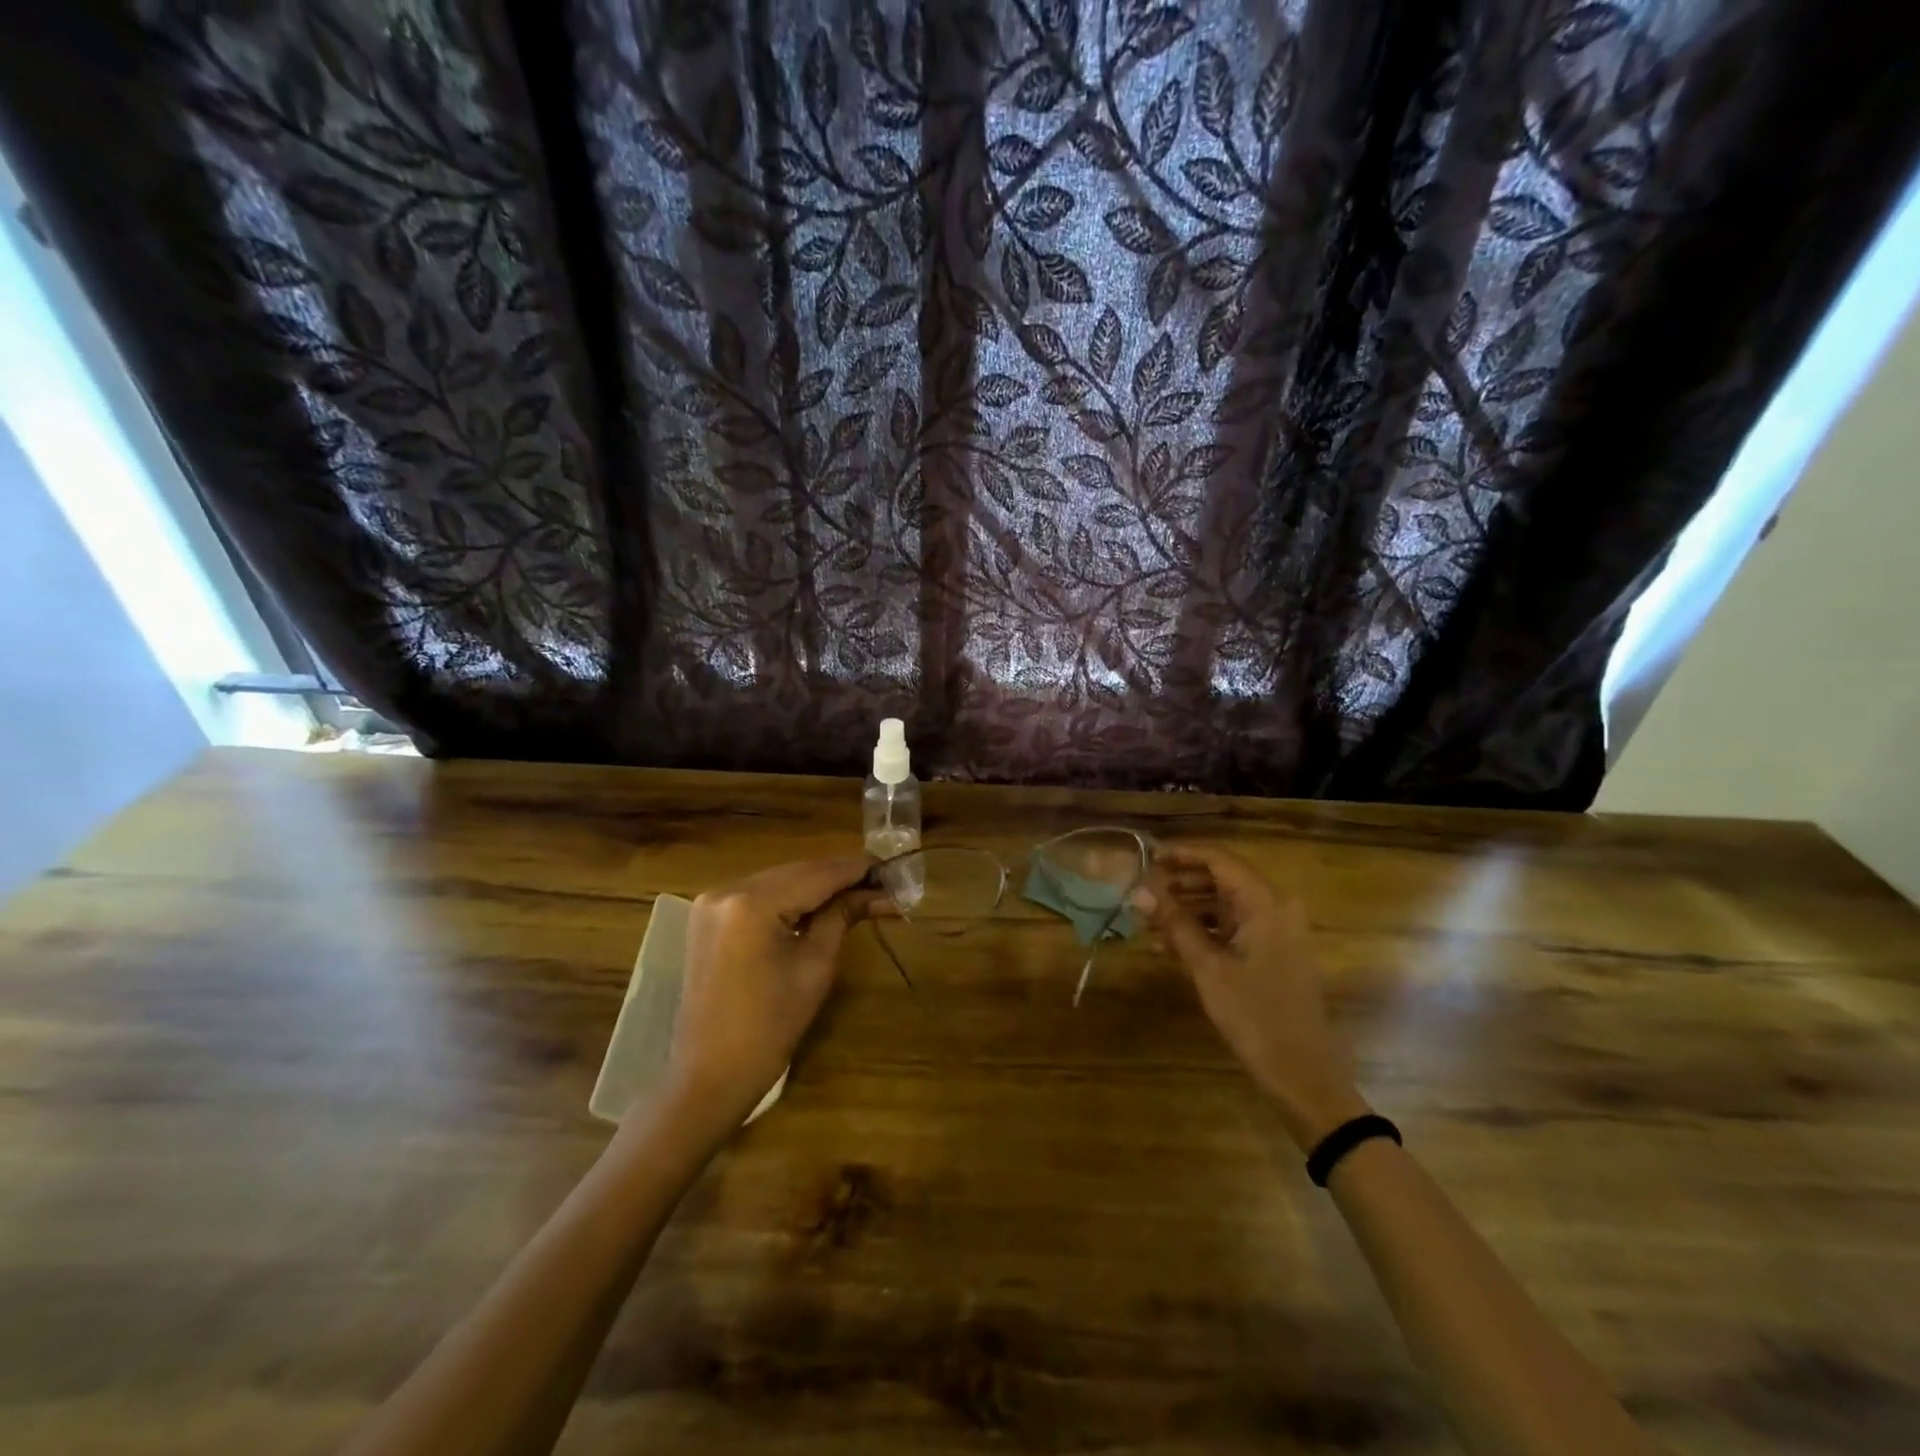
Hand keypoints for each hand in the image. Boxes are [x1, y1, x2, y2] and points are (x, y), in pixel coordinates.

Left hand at [658, 857, 875, 1138]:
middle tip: (881, 883)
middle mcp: (727, 890)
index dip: (856, 869)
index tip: (891, 867)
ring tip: (858, 893)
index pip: (816, 874)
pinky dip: (790, 897)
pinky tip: (818, 904)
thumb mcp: (815, 966)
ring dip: (816, 885)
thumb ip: (842, 917)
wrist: (710, 1074)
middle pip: (796, 872)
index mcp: (752, 903)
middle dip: (839, 877)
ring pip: (778, 880)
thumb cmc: (770, 1027)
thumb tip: (878, 893)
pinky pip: (758, 895)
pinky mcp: (708, 917)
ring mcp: (712, 902)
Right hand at [1133, 844, 1366, 1149]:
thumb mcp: (1207, 968)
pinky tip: (1170, 943)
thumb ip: (1174, 923)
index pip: (1218, 859)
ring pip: (1225, 902)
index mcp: (1266, 902)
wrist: (1302, 1074)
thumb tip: (1138, 890)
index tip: (1144, 857)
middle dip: (1180, 881)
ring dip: (1188, 906)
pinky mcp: (1273, 952)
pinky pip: (1233, 925)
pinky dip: (1204, 928)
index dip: (1180, 854)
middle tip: (1141, 891)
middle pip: (1222, 877)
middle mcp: (1275, 907)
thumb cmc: (1255, 1016)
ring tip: (1149, 919)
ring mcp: (1277, 930)